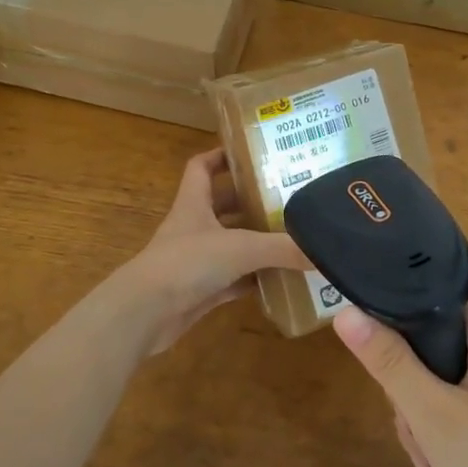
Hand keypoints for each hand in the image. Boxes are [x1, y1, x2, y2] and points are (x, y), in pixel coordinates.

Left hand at [108, 149, 303, 354]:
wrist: (145, 313)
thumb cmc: (187, 263)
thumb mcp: (240, 248)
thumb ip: (281, 248)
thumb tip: (322, 252)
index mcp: (194, 203)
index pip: (202, 167)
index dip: (221, 156)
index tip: (251, 153)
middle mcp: (194, 227)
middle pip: (223, 205)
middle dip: (251, 201)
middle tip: (287, 198)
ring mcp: (195, 260)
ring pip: (230, 244)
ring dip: (255, 242)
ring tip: (292, 236)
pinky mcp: (200, 290)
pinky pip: (233, 280)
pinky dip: (253, 279)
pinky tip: (279, 279)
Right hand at [334, 285, 467, 466]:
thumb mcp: (434, 417)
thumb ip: (389, 362)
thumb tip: (343, 312)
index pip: (443, 273)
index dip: (403, 280)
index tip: (366, 306)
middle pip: (434, 325)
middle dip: (407, 367)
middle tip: (404, 409)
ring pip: (439, 366)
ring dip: (419, 404)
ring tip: (426, 450)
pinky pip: (455, 394)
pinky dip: (439, 422)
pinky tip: (438, 463)